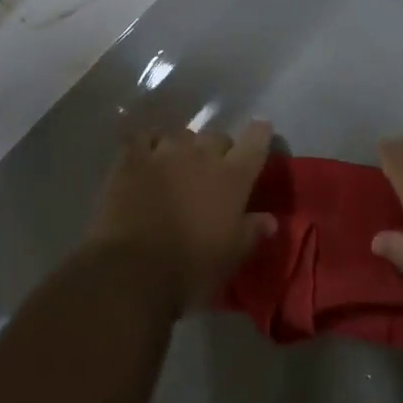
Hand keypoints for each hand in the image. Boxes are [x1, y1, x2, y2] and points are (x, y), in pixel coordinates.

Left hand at [87, 124, 277, 312]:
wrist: (134, 271)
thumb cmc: (192, 268)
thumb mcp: (232, 256)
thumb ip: (252, 231)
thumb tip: (270, 220)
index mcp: (232, 177)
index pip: (255, 141)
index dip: (260, 133)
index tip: (262, 130)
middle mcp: (202, 155)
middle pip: (217, 135)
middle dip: (219, 148)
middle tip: (214, 169)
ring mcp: (165, 152)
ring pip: (181, 135)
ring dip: (184, 148)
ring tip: (178, 165)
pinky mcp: (132, 159)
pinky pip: (144, 138)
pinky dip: (149, 144)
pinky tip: (148, 155)